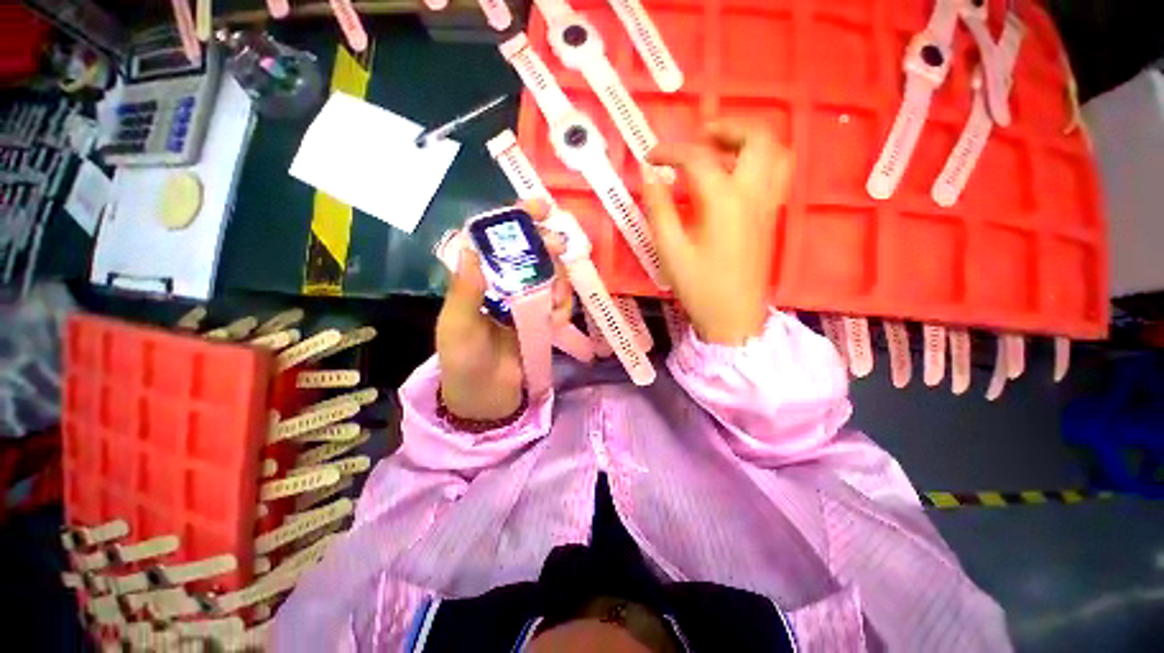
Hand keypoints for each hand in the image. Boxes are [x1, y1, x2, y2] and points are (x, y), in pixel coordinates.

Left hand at [436, 201, 573, 420]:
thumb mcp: (458, 327)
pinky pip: (559, 302)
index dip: (518, 219)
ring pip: (550, 275)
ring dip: (558, 281)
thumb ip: (465, 291)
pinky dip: (563, 305)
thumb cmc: (464, 362)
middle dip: (547, 247)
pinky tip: (558, 319)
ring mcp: (525, 302)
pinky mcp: (541, 319)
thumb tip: (471, 247)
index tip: (542, 207)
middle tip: (559, 249)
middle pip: (531, 252)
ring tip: (555, 301)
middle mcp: (504, 284)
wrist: (485, 398)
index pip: (496, 239)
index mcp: (478, 279)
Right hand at [643, 120, 793, 344]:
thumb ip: (658, 210)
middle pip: (756, 138)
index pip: (698, 159)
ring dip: (748, 141)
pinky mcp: (769, 217)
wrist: (733, 317)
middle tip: (699, 137)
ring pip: (775, 152)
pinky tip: (733, 176)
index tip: (650, 157)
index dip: (671, 152)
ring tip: (719, 150)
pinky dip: (758, 160)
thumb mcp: (670, 250)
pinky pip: (776, 173)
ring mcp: (767, 205)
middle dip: (727, 127)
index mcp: (724, 201)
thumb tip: (650, 178)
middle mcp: (753, 194)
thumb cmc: (699, 287)